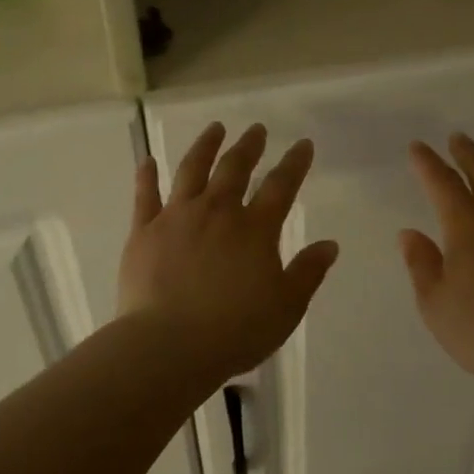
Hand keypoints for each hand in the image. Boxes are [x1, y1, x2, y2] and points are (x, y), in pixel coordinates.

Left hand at [119, 123, 339, 382]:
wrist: (170, 345)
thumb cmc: (236, 330)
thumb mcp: (286, 307)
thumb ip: (308, 272)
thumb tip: (330, 245)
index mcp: (255, 230)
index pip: (281, 187)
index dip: (294, 163)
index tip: (303, 144)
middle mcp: (217, 213)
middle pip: (235, 169)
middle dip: (249, 146)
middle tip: (257, 129)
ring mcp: (176, 218)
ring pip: (192, 171)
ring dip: (205, 146)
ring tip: (215, 129)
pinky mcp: (143, 232)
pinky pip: (145, 196)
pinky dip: (147, 176)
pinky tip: (148, 161)